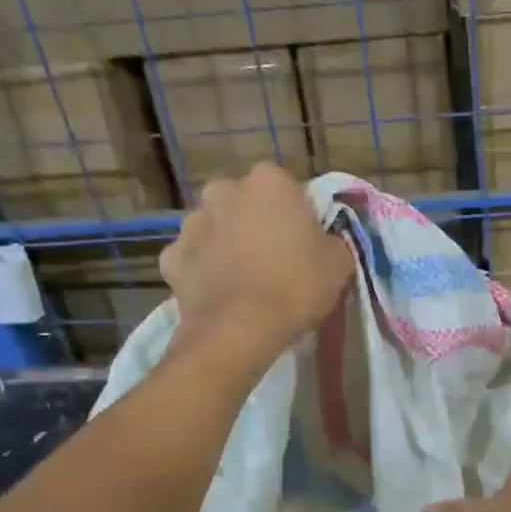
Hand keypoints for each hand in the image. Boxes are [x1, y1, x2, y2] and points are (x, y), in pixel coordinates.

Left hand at [160, 163, 354, 355]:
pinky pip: (194, 259)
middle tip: (275, 259)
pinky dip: (204, 272)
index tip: (305, 242)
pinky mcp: (171, 257)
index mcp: (269, 182)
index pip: (287, 187)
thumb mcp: (339, 264)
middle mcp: (225, 190)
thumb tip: (325, 242)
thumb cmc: (296, 287)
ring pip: (216, 228)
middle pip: (245, 203)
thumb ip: (332, 242)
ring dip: (228, 245)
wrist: (240, 329)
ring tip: (246, 281)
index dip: (297, 214)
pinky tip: (220, 295)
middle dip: (256, 223)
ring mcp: (192, 222)